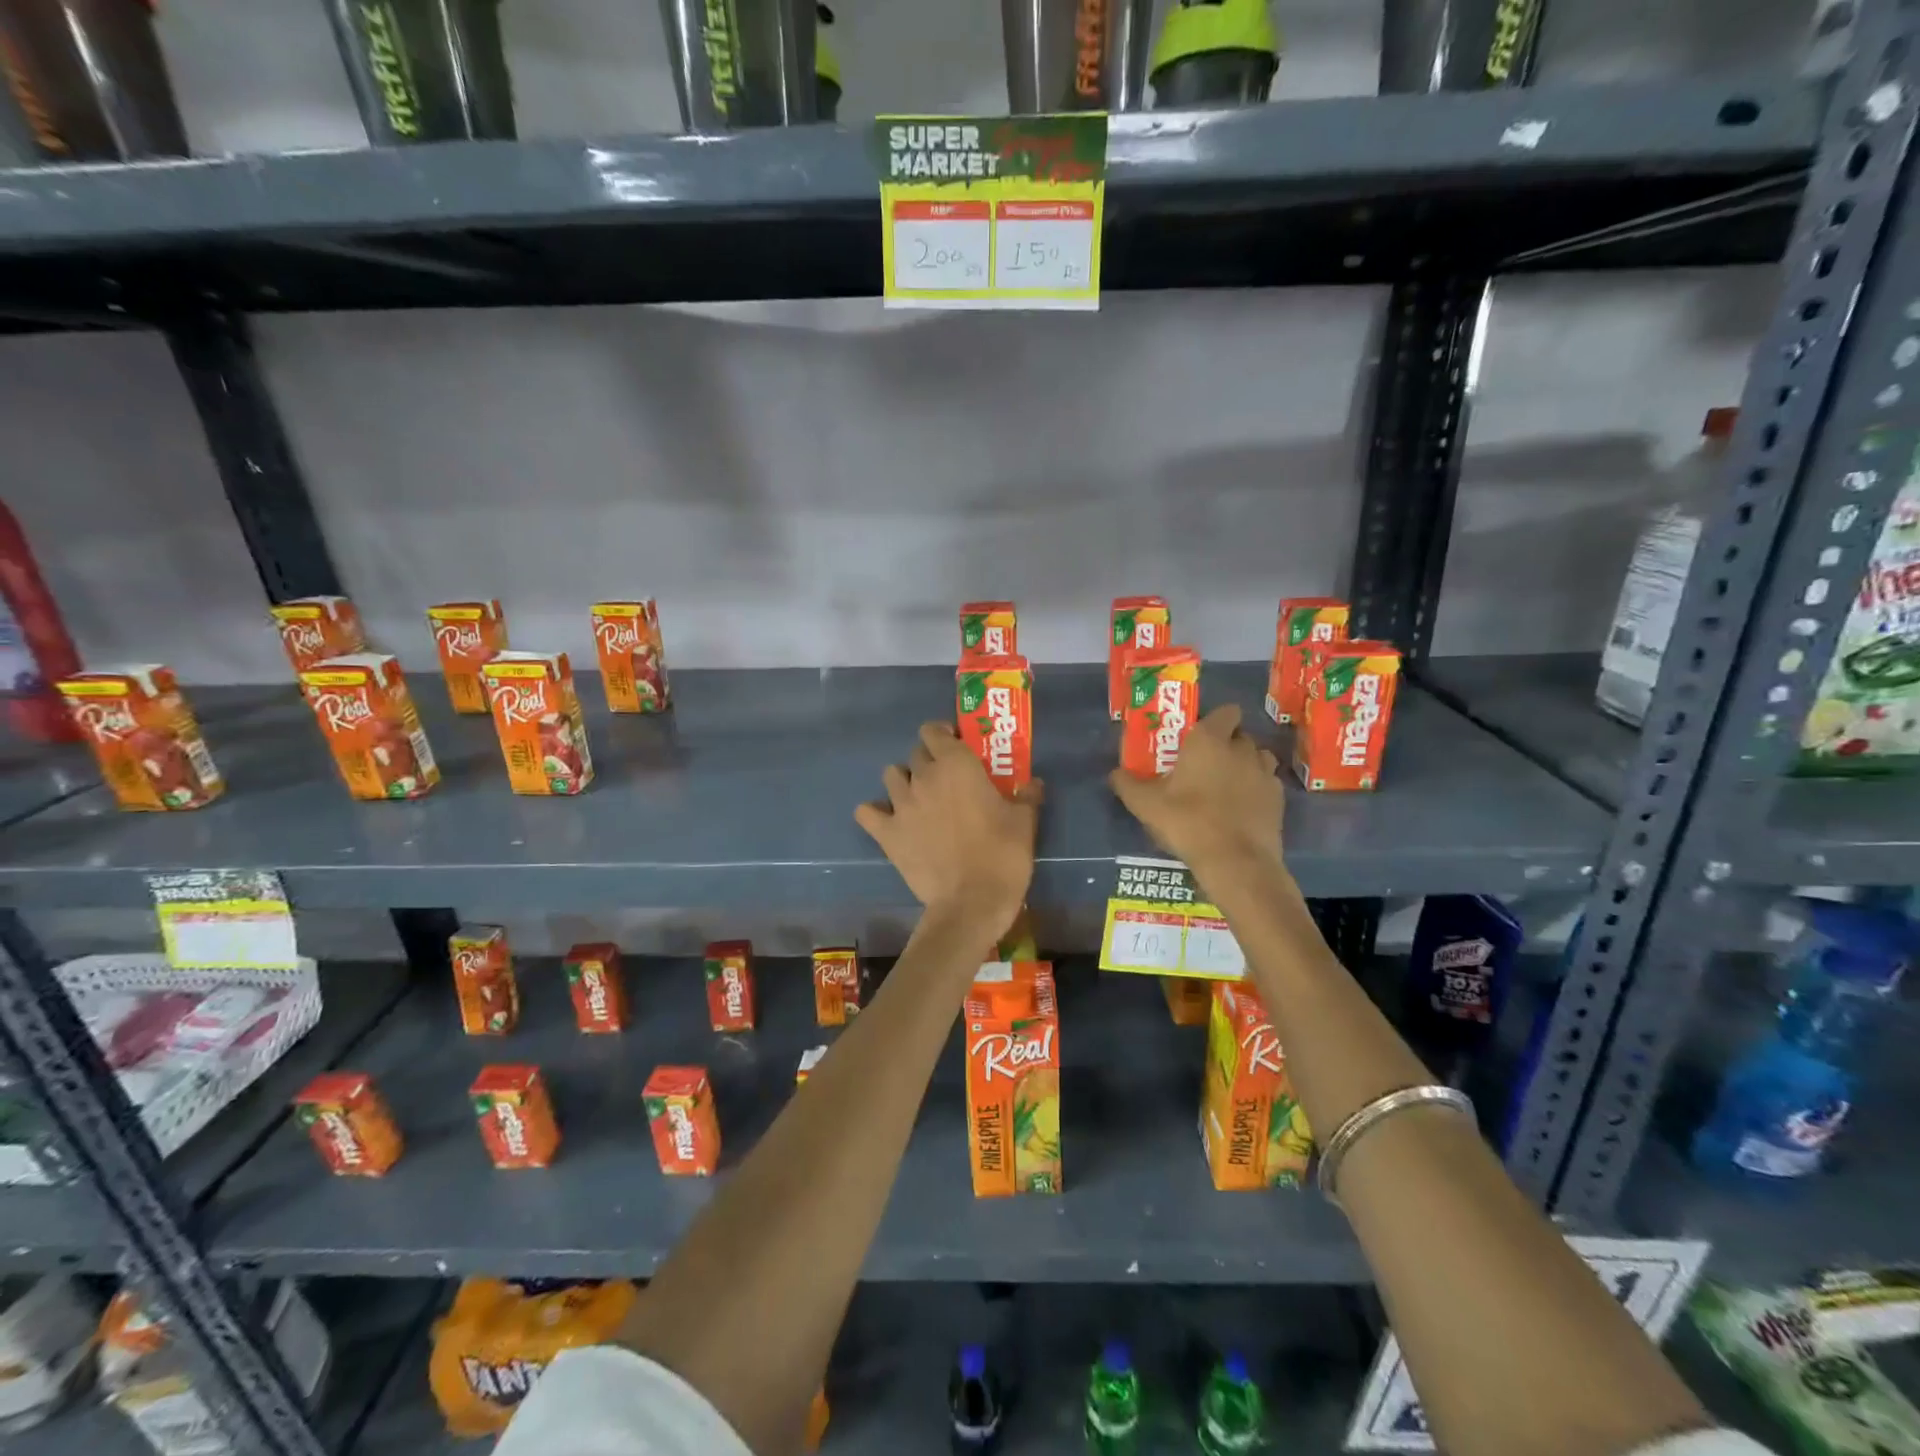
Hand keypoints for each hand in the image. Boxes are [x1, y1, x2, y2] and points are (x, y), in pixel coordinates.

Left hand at [855, 722, 1041, 929]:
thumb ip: (1026, 795)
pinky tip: (888, 822)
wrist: (971, 902)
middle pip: (915, 753)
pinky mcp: (886, 833)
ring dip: (904, 782)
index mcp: (956, 764)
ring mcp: (901, 804)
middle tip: (946, 780)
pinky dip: (875, 813)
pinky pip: (867, 812)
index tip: (956, 746)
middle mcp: (923, 776)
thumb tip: (1032, 783)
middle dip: (929, 761)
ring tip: (919, 799)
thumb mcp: (1025, 822)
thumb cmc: (1002, 855)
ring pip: (891, 776)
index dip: (943, 735)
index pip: (933, 730)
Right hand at [1109, 704, 1284, 882]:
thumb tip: (1115, 773)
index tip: (1199, 736)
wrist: (1234, 860)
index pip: (1226, 711)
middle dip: (1227, 744)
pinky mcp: (1279, 799)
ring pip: (1258, 758)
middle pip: (1240, 735)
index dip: (1216, 720)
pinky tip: (1242, 809)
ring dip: (1246, 764)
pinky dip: (1257, 790)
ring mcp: (1264, 774)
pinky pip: (1268, 784)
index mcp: (1209, 740)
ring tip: (1227, 785)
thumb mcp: (1145, 804)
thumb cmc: (1187, 821)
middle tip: (1206, 764)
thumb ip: (1127, 784)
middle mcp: (1241, 749)